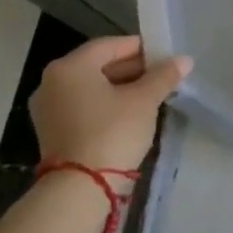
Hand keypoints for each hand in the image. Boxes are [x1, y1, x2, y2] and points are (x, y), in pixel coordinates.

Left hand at [29, 36, 191, 175]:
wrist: (81, 187)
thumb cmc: (113, 132)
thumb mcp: (144, 100)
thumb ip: (164, 76)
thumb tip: (184, 60)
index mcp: (70, 67)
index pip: (110, 45)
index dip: (141, 47)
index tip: (165, 56)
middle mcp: (52, 82)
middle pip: (98, 65)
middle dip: (133, 69)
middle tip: (163, 76)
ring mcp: (48, 108)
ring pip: (92, 87)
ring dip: (121, 87)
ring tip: (152, 95)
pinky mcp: (52, 130)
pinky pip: (84, 105)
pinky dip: (106, 104)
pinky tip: (131, 113)